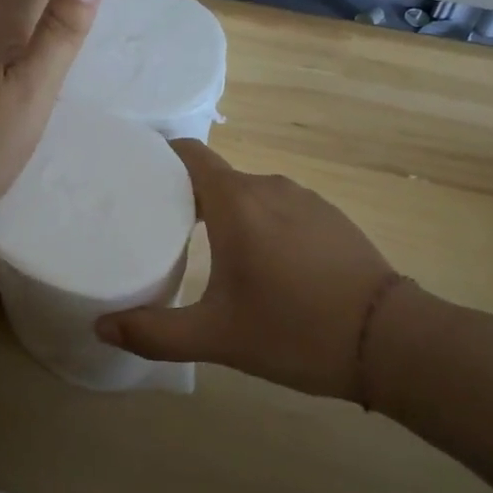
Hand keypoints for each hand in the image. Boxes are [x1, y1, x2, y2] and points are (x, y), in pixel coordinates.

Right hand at [95, 141, 401, 400]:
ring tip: (205, 248)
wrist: (390, 339)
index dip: (159, 156)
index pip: (189, 153)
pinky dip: (259, 222)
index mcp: (236, 202)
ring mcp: (304, 198)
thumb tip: (102, 326)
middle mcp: (268, 187)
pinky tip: (262, 262)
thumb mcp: (217, 337)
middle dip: (185, 196)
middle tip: (159, 228)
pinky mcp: (329, 215)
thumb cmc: (294, 330)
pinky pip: (279, 207)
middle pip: (215, 176)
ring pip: (249, 193)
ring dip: (225, 212)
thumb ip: (155, 332)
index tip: (134, 175)